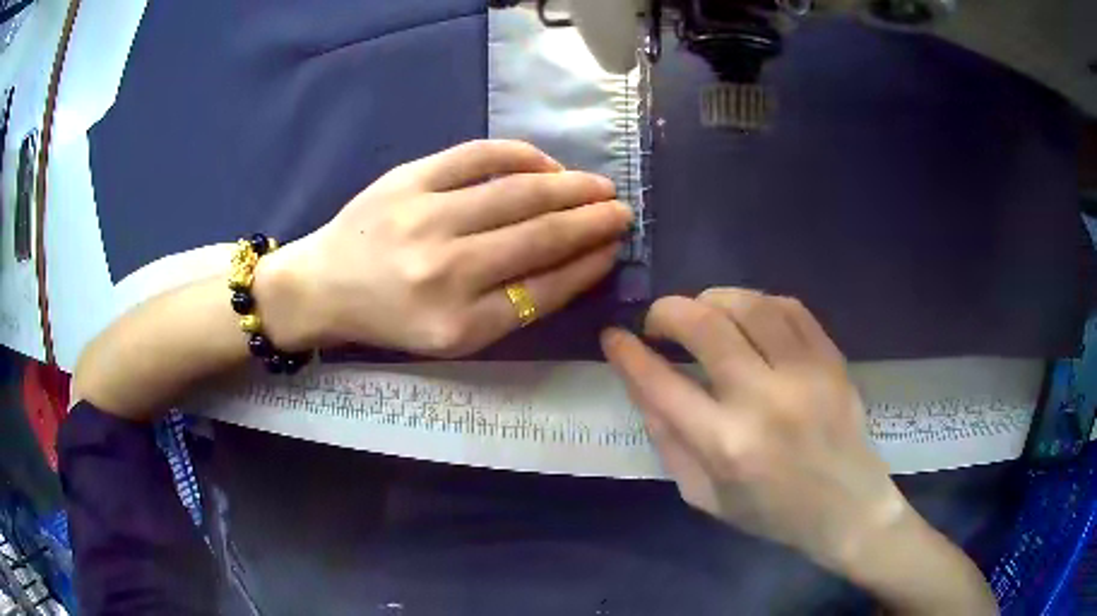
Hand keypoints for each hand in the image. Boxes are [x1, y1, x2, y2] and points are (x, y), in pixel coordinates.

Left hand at [257, 140, 631, 355]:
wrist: (322, 285)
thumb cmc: (389, 319)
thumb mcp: (451, 336)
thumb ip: (511, 307)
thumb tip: (573, 264)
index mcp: (458, 324)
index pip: (545, 288)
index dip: (588, 265)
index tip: (613, 249)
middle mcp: (446, 271)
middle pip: (540, 237)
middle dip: (593, 222)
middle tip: (624, 211)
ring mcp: (426, 217)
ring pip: (518, 193)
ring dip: (570, 187)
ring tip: (598, 186)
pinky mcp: (408, 178)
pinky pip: (478, 156)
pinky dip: (521, 155)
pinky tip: (547, 163)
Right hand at [601, 289, 904, 570]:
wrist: (847, 507)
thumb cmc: (772, 513)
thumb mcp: (705, 497)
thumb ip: (669, 442)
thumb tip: (644, 386)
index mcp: (726, 446)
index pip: (662, 385)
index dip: (629, 355)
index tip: (614, 336)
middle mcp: (764, 401)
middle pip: (705, 326)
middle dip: (667, 311)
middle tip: (659, 322)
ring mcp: (804, 374)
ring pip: (749, 305)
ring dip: (712, 299)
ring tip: (702, 313)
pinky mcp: (831, 359)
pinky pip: (790, 307)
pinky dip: (758, 303)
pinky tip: (749, 316)